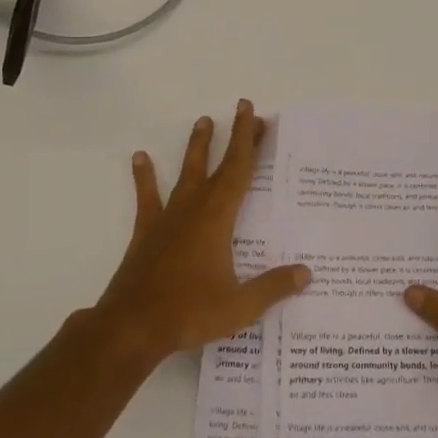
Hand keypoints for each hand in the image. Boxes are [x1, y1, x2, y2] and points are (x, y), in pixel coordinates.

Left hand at [92, 100, 310, 363]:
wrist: (131, 327)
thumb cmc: (188, 313)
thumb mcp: (239, 306)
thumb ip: (274, 287)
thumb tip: (307, 272)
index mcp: (218, 219)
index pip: (239, 171)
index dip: (248, 141)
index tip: (254, 114)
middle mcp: (193, 209)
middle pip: (218, 165)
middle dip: (233, 138)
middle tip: (243, 111)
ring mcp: (167, 219)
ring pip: (185, 173)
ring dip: (196, 147)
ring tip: (202, 121)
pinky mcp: (146, 233)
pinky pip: (147, 197)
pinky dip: (145, 176)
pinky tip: (140, 157)